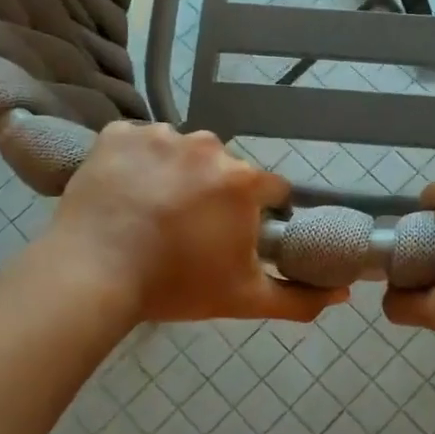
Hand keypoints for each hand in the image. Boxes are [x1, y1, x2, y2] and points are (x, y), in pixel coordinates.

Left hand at [44, 121, 345, 323]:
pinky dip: (135, 162)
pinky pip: (138, 143)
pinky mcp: (117, 134)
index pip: (270, 190)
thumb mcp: (244, 299)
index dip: (259, 214)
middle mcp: (207, 146)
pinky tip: (124, 192)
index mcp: (242, 180)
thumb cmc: (175, 286)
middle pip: (224, 169)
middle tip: (187, 231)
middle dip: (214, 194)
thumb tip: (342, 294)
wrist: (92, 277)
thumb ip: (299, 298)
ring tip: (150, 213)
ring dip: (174, 175)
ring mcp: (158, 135)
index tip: (235, 237)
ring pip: (180, 153)